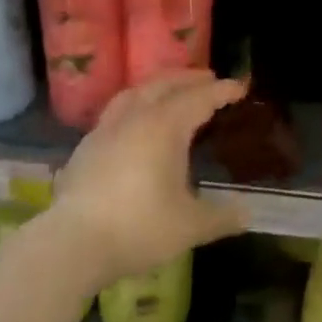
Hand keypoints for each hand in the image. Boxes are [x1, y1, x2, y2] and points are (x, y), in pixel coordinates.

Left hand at [49, 70, 249, 288]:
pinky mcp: (88, 144)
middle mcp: (136, 116)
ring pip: (137, 91)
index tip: (238, 86)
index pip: (199, 98)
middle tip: (208, 79)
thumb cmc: (139, 227)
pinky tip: (135, 122)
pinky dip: (135, 104)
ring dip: (159, 85)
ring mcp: (107, 127)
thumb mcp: (190, 226)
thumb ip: (222, 216)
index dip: (221, 91)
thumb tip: (248, 213)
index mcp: (165, 126)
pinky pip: (118, 110)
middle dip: (189, 79)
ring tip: (171, 90)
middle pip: (166, 84)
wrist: (73, 242)